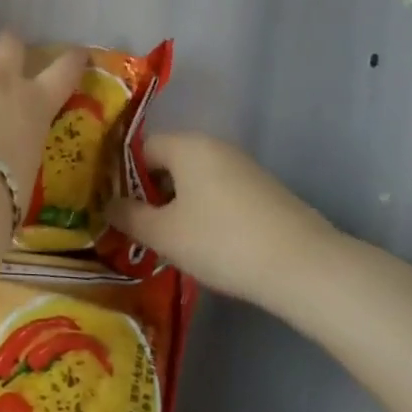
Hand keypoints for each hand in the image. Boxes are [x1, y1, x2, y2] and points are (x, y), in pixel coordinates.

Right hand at [108, 133, 343, 314]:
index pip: (141, 148)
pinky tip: (208, 243)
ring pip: (195, 179)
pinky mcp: (264, 190)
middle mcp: (214, 145)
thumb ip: (129, 216)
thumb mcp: (164, 234)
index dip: (123, 176)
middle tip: (140, 227)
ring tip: (171, 240)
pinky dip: (206, 211)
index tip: (116, 208)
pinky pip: (220, 191)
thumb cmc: (222, 242)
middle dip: (152, 192)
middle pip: (169, 161)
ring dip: (179, 204)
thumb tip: (107, 205)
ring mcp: (243, 166)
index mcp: (186, 145)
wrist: (304, 266)